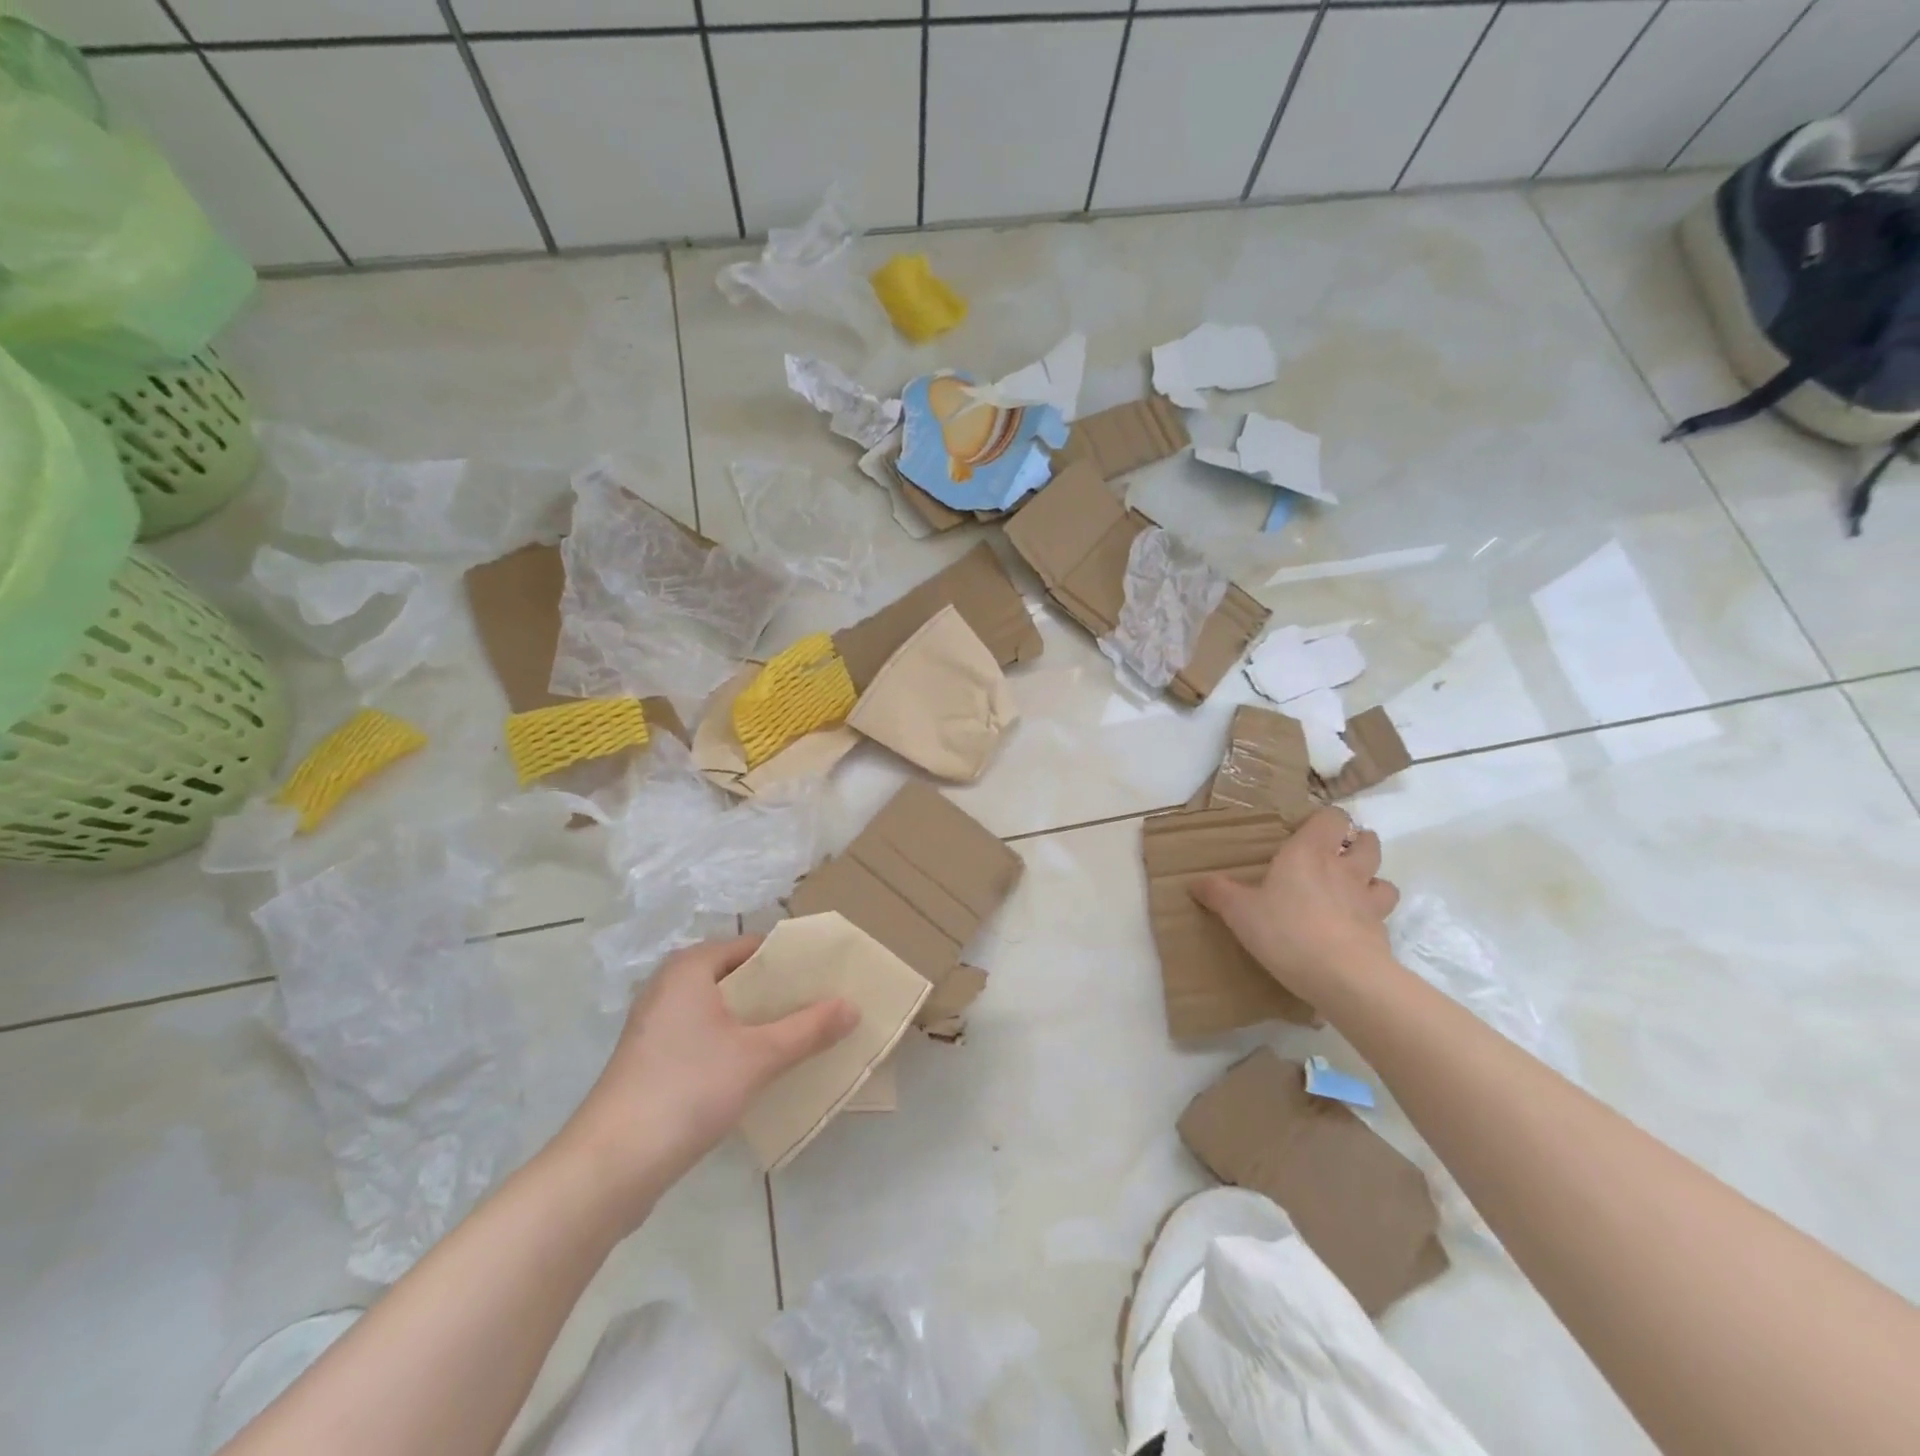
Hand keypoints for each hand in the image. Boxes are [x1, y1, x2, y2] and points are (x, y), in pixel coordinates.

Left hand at [555, 936, 856, 1227]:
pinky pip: (706, 1038)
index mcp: (690, 967)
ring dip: (760, 1023)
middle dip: (780, 994)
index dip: (792, 961)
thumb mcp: (759, 1056)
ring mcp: (657, 1026)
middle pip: (739, 978)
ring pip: (722, 1011)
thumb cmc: (687, 1089)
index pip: (753, 946)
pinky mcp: (652, 1062)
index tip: (828, 978)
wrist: (609, 1167)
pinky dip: (735, 1045)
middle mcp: (670, 987)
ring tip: (804, 1036)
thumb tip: (853, 1006)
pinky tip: (763, 1068)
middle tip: (824, 1007)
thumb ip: (809, 1029)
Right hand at [1191, 807, 1399, 1003]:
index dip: (1325, 820)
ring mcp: (1368, 900)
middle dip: (1356, 844)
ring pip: (1382, 878)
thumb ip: (1218, 893)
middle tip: (1334, 857)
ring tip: (1351, 891)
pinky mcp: (1382, 931)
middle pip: (1367, 842)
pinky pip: (1382, 915)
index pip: (1332, 818)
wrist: (1343, 977)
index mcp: (1309, 852)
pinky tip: (1354, 928)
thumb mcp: (1239, 912)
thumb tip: (1194, 882)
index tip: (1308, 832)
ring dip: (1371, 879)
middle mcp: (1344, 868)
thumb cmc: (1286, 931)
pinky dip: (1372, 916)